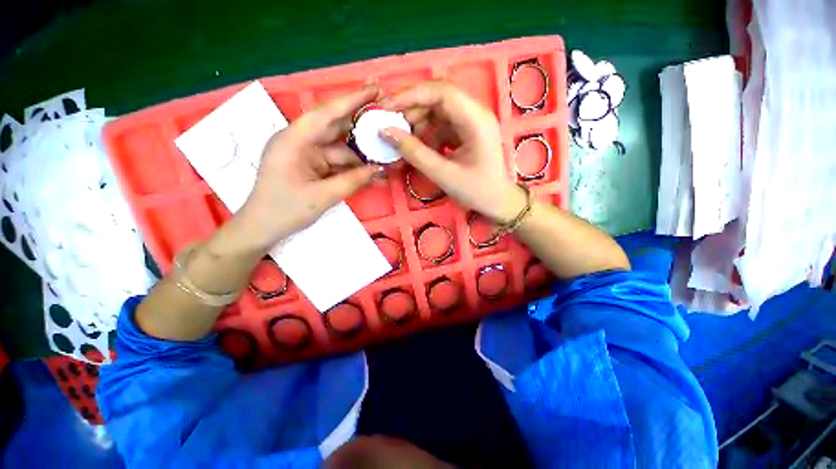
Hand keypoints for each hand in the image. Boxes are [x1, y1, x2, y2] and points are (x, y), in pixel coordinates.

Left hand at [232, 85, 382, 251]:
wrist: (263, 228)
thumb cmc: (284, 211)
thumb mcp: (321, 196)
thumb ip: (352, 181)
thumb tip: (379, 169)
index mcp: (293, 140)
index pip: (326, 114)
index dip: (351, 100)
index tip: (374, 89)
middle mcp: (301, 141)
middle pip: (336, 128)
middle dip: (362, 125)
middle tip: (387, 119)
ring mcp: (308, 155)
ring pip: (341, 149)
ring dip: (363, 155)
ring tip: (387, 155)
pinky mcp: (314, 167)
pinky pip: (339, 164)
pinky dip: (355, 169)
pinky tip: (374, 173)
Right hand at [379, 81, 524, 222]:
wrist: (497, 202)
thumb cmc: (477, 191)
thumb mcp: (444, 174)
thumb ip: (415, 153)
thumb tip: (385, 132)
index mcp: (476, 120)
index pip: (441, 92)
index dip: (411, 95)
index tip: (387, 108)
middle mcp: (475, 114)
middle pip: (438, 99)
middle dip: (412, 111)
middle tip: (391, 128)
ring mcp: (470, 123)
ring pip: (437, 113)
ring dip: (417, 125)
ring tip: (403, 143)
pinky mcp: (465, 133)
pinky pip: (441, 126)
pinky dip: (426, 135)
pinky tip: (418, 149)